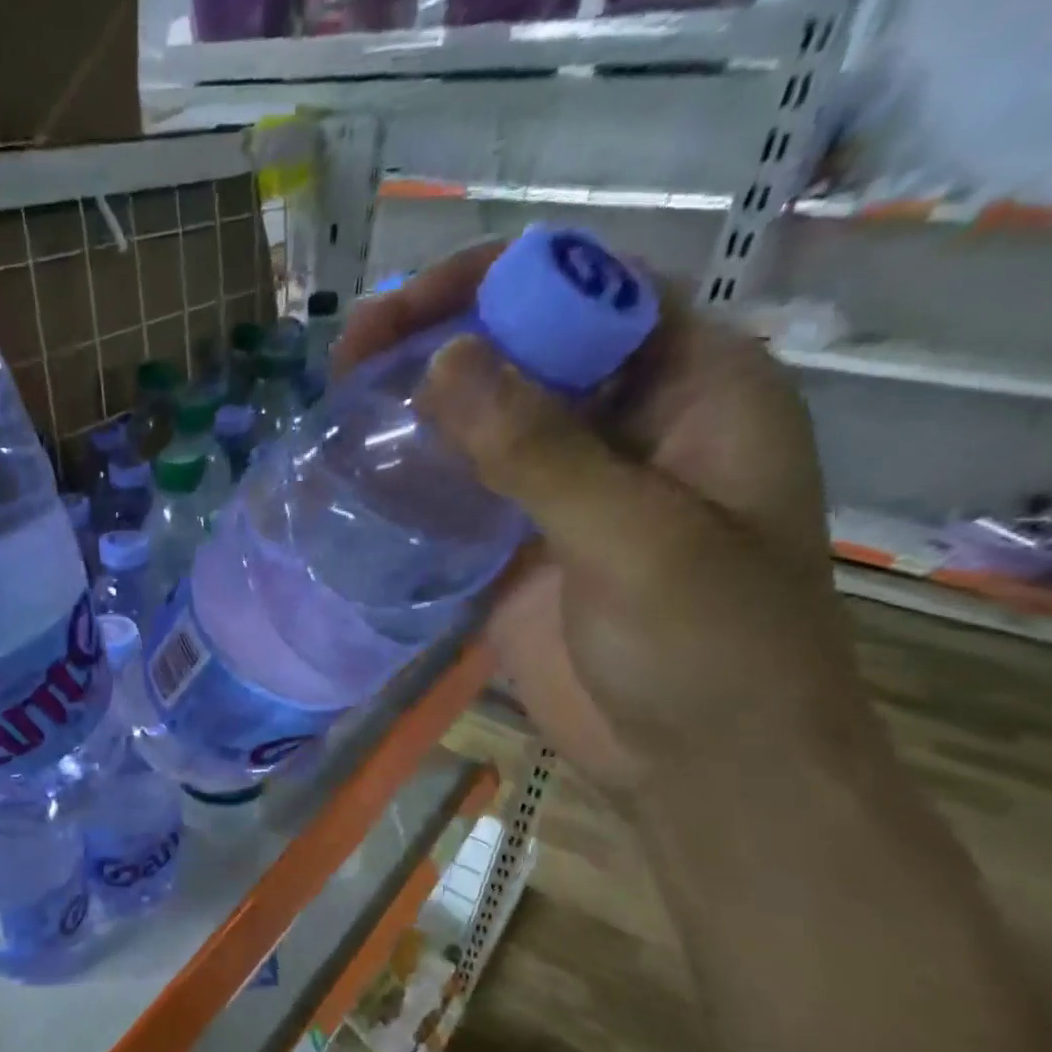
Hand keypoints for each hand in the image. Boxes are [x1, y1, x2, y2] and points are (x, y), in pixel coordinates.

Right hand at [336, 244, 867, 790]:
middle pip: (528, 345)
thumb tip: (444, 360)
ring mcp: (569, 487)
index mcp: (696, 388)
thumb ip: (540, 451)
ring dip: (419, 403)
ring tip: (341, 401)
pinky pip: (463, 488)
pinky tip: (362, 473)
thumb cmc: (710, 651)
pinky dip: (415, 473)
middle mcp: (630, 422)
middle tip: (351, 355)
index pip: (592, 291)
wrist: (701, 767)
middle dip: (442, 337)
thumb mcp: (635, 539)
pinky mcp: (522, 544)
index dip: (499, 283)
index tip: (407, 311)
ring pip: (487, 415)